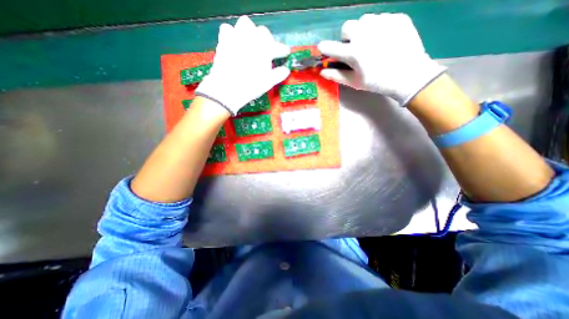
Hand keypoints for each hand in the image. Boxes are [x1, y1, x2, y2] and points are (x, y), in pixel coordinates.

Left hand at [197, 15, 293, 115]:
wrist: (227, 89)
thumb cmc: (250, 87)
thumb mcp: (267, 83)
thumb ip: (278, 74)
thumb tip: (286, 70)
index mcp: (264, 50)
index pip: (277, 47)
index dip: (282, 50)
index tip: (285, 53)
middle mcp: (251, 39)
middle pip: (263, 32)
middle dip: (267, 40)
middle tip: (267, 51)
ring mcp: (236, 37)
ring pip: (245, 24)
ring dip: (251, 32)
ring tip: (251, 43)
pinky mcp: (224, 41)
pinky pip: (228, 29)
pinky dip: (233, 34)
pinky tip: (235, 43)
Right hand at [318, 12, 445, 105]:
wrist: (408, 75)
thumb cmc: (377, 82)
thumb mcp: (354, 82)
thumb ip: (336, 75)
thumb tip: (322, 72)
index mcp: (353, 52)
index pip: (330, 47)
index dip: (325, 48)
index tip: (323, 49)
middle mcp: (364, 34)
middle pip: (347, 27)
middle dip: (347, 37)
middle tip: (354, 48)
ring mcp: (381, 23)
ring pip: (364, 20)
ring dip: (362, 31)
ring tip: (371, 42)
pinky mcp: (396, 18)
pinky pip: (381, 18)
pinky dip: (379, 28)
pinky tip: (385, 40)